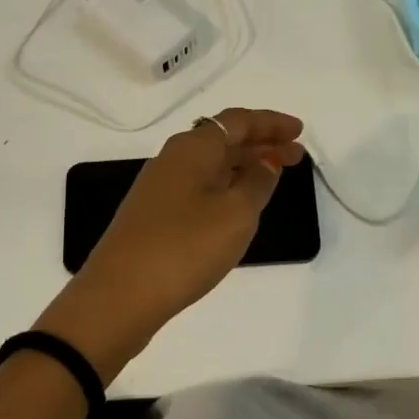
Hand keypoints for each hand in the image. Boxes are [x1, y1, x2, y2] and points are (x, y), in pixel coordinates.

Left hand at [37, 108, 306, 383]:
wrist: (119, 296)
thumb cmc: (185, 247)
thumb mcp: (235, 214)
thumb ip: (256, 183)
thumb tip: (265, 163)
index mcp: (192, 148)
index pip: (237, 121)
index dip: (270, 123)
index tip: (300, 131)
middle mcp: (172, 160)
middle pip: (223, 141)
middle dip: (261, 144)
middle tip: (297, 156)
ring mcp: (159, 189)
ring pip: (211, 166)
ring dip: (244, 167)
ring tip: (274, 178)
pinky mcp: (154, 217)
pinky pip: (199, 188)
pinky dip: (225, 188)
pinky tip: (237, 206)